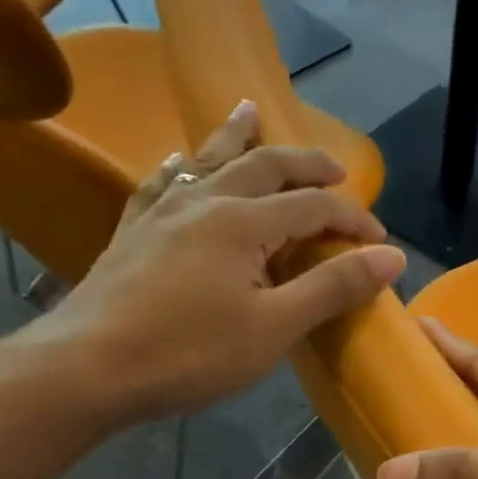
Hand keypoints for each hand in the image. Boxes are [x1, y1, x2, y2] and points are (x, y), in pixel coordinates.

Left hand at [14, 102, 405, 422]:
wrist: (85, 368)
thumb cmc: (188, 354)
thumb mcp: (275, 328)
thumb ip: (333, 287)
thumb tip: (391, 255)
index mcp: (244, 223)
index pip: (314, 205)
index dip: (353, 217)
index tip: (380, 241)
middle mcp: (205, 202)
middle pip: (264, 165)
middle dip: (305, 163)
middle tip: (335, 166)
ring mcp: (162, 213)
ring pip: (208, 160)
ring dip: (237, 136)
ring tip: (249, 110)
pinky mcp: (132, 232)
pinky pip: (161, 184)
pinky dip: (180, 168)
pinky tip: (178, 162)